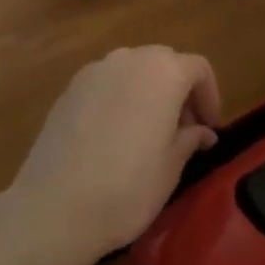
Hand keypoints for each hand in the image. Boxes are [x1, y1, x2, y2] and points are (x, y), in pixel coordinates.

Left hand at [12, 46, 220, 258]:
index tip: (210, 129)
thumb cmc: (127, 187)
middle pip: (164, 62)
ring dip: (148, 92)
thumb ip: (189, 139)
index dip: (210, 97)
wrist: (54, 206)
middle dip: (179, 91)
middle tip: (183, 130)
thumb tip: (201, 131)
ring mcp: (94, 71)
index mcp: (163, 71)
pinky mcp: (69, 89)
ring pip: (133, 70)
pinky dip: (119, 99)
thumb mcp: (171, 167)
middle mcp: (129, 59)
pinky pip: (105, 84)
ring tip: (148, 133)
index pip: (198, 68)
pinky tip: (114, 136)